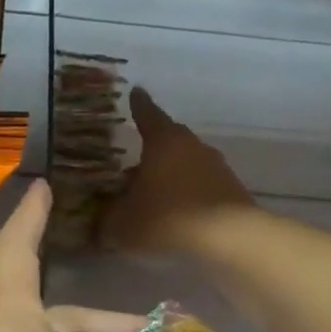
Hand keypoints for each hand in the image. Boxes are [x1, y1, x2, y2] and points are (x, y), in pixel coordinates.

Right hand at [101, 88, 254, 252]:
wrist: (230, 239)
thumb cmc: (168, 218)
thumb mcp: (123, 224)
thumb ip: (107, 222)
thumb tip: (98, 226)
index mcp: (163, 141)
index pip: (147, 115)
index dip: (138, 105)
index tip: (136, 92)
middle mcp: (192, 146)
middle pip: (169, 141)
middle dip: (151, 150)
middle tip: (133, 164)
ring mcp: (216, 168)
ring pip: (186, 165)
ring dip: (170, 176)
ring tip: (152, 197)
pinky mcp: (232, 191)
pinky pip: (202, 187)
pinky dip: (188, 195)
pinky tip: (177, 216)